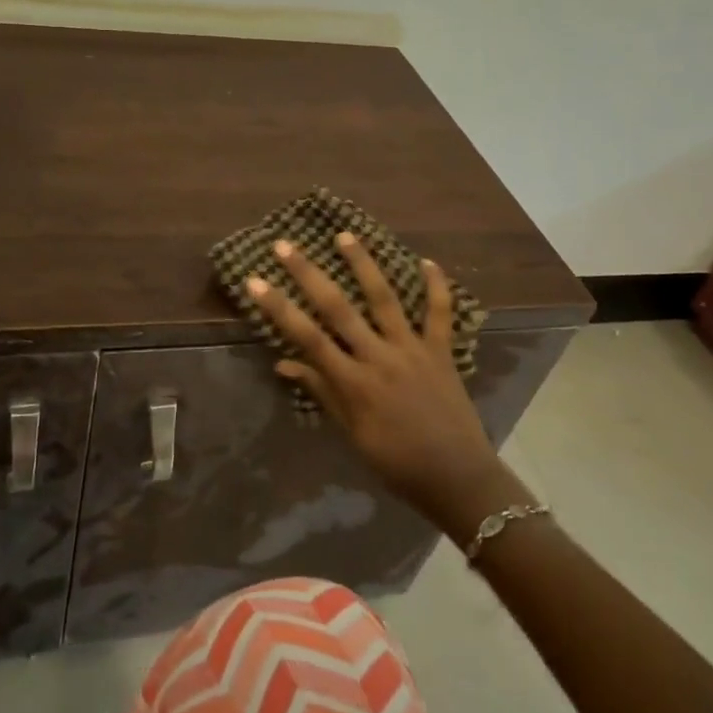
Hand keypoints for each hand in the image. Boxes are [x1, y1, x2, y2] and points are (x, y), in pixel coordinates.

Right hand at [245, 233, 507, 527]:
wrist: (456, 477)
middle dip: (308, 274)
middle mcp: (379, 357)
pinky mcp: (441, 351)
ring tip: (345, 235)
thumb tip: (283, 363)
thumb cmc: (396, 462)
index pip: (307, 337)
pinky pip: (439, 313)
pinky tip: (427, 261)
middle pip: (338, 308)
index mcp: (353, 382)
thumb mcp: (351, 433)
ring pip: (384, 298)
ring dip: (364, 264)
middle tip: (285, 245)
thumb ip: (321, 392)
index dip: (279, 308)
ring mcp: (412, 350)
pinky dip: (436, 286)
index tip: (255, 281)